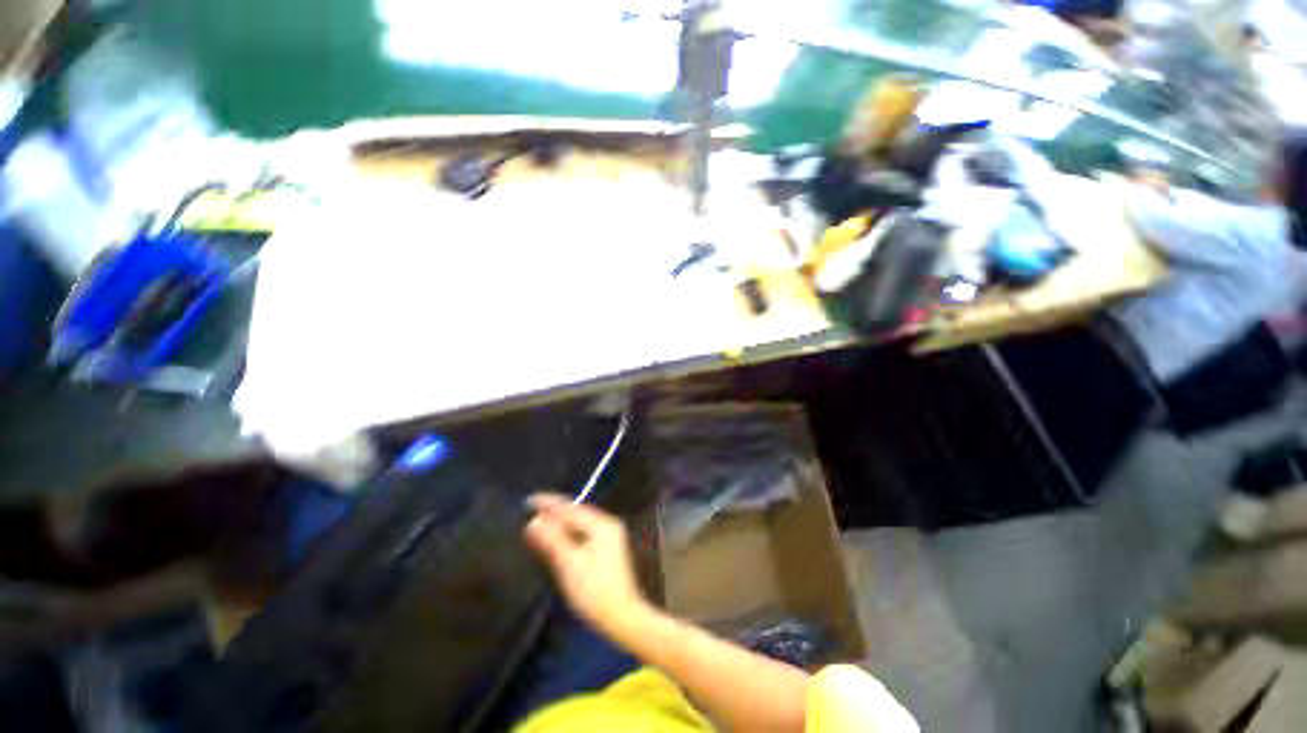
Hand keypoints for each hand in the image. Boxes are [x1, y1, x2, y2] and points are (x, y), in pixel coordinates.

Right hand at [523, 493, 650, 637]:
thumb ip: (552, 540)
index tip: (529, 500)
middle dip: (555, 511)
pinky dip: (570, 531)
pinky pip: (584, 531)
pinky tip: (559, 536)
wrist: (622, 617)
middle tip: (532, 509)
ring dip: (562, 521)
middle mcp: (608, 524)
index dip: (550, 503)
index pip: (572, 508)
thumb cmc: (594, 591)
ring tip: (541, 519)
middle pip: (577, 513)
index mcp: (602, 524)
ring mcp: (610, 536)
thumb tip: (534, 521)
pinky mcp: (608, 548)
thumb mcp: (569, 565)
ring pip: (581, 522)